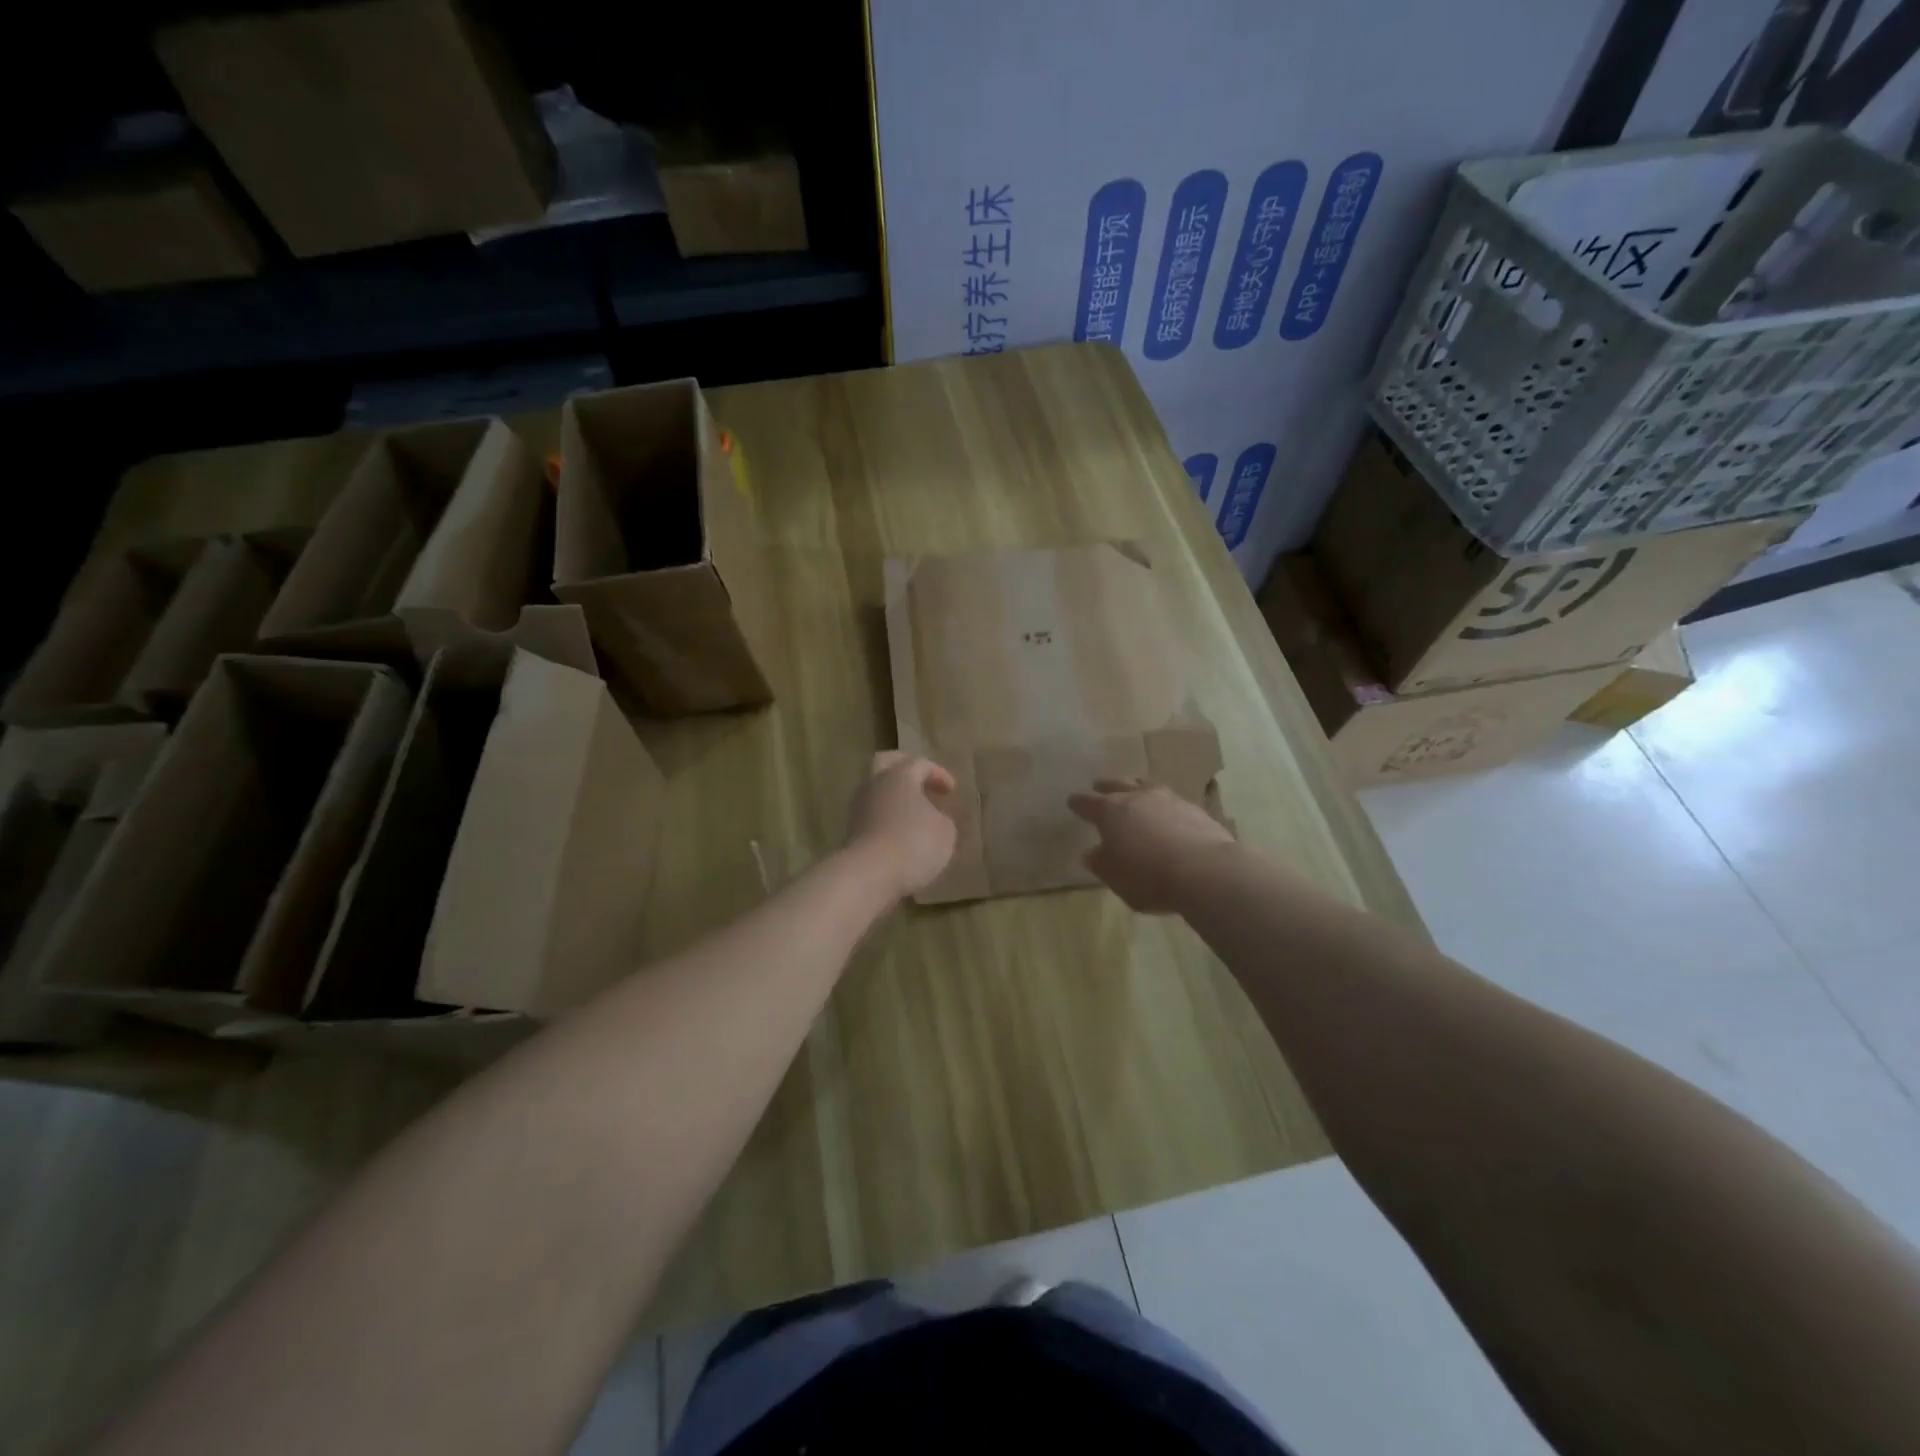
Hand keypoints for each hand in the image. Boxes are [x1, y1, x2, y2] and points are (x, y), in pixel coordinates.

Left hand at [845, 751, 958, 898]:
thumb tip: (933, 818)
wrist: (869, 875)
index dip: (938, 774)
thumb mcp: (945, 831)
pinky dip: (887, 819)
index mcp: (900, 776)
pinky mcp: (852, 832)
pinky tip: (901, 834)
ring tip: (914, 814)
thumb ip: (942, 818)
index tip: (951, 791)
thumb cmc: (914, 843)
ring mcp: (859, 808)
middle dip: (904, 768)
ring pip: (877, 791)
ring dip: (895, 797)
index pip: (920, 763)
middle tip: (922, 781)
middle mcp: (875, 785)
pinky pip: (873, 816)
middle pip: (885, 763)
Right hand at [1067, 778, 1233, 913]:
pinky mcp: (1194, 808)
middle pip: (1116, 785)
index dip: (1078, 803)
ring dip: (1137, 788)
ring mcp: (1168, 799)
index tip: (1072, 802)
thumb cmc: (1148, 876)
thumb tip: (1093, 852)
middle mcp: (1137, 797)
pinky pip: (1171, 800)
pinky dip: (1163, 804)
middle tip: (1099, 786)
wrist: (1205, 870)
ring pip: (1146, 785)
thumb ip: (1100, 863)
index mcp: (1110, 811)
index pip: (1087, 803)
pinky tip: (1166, 813)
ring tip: (1135, 790)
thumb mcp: (1114, 877)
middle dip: (1106, 786)